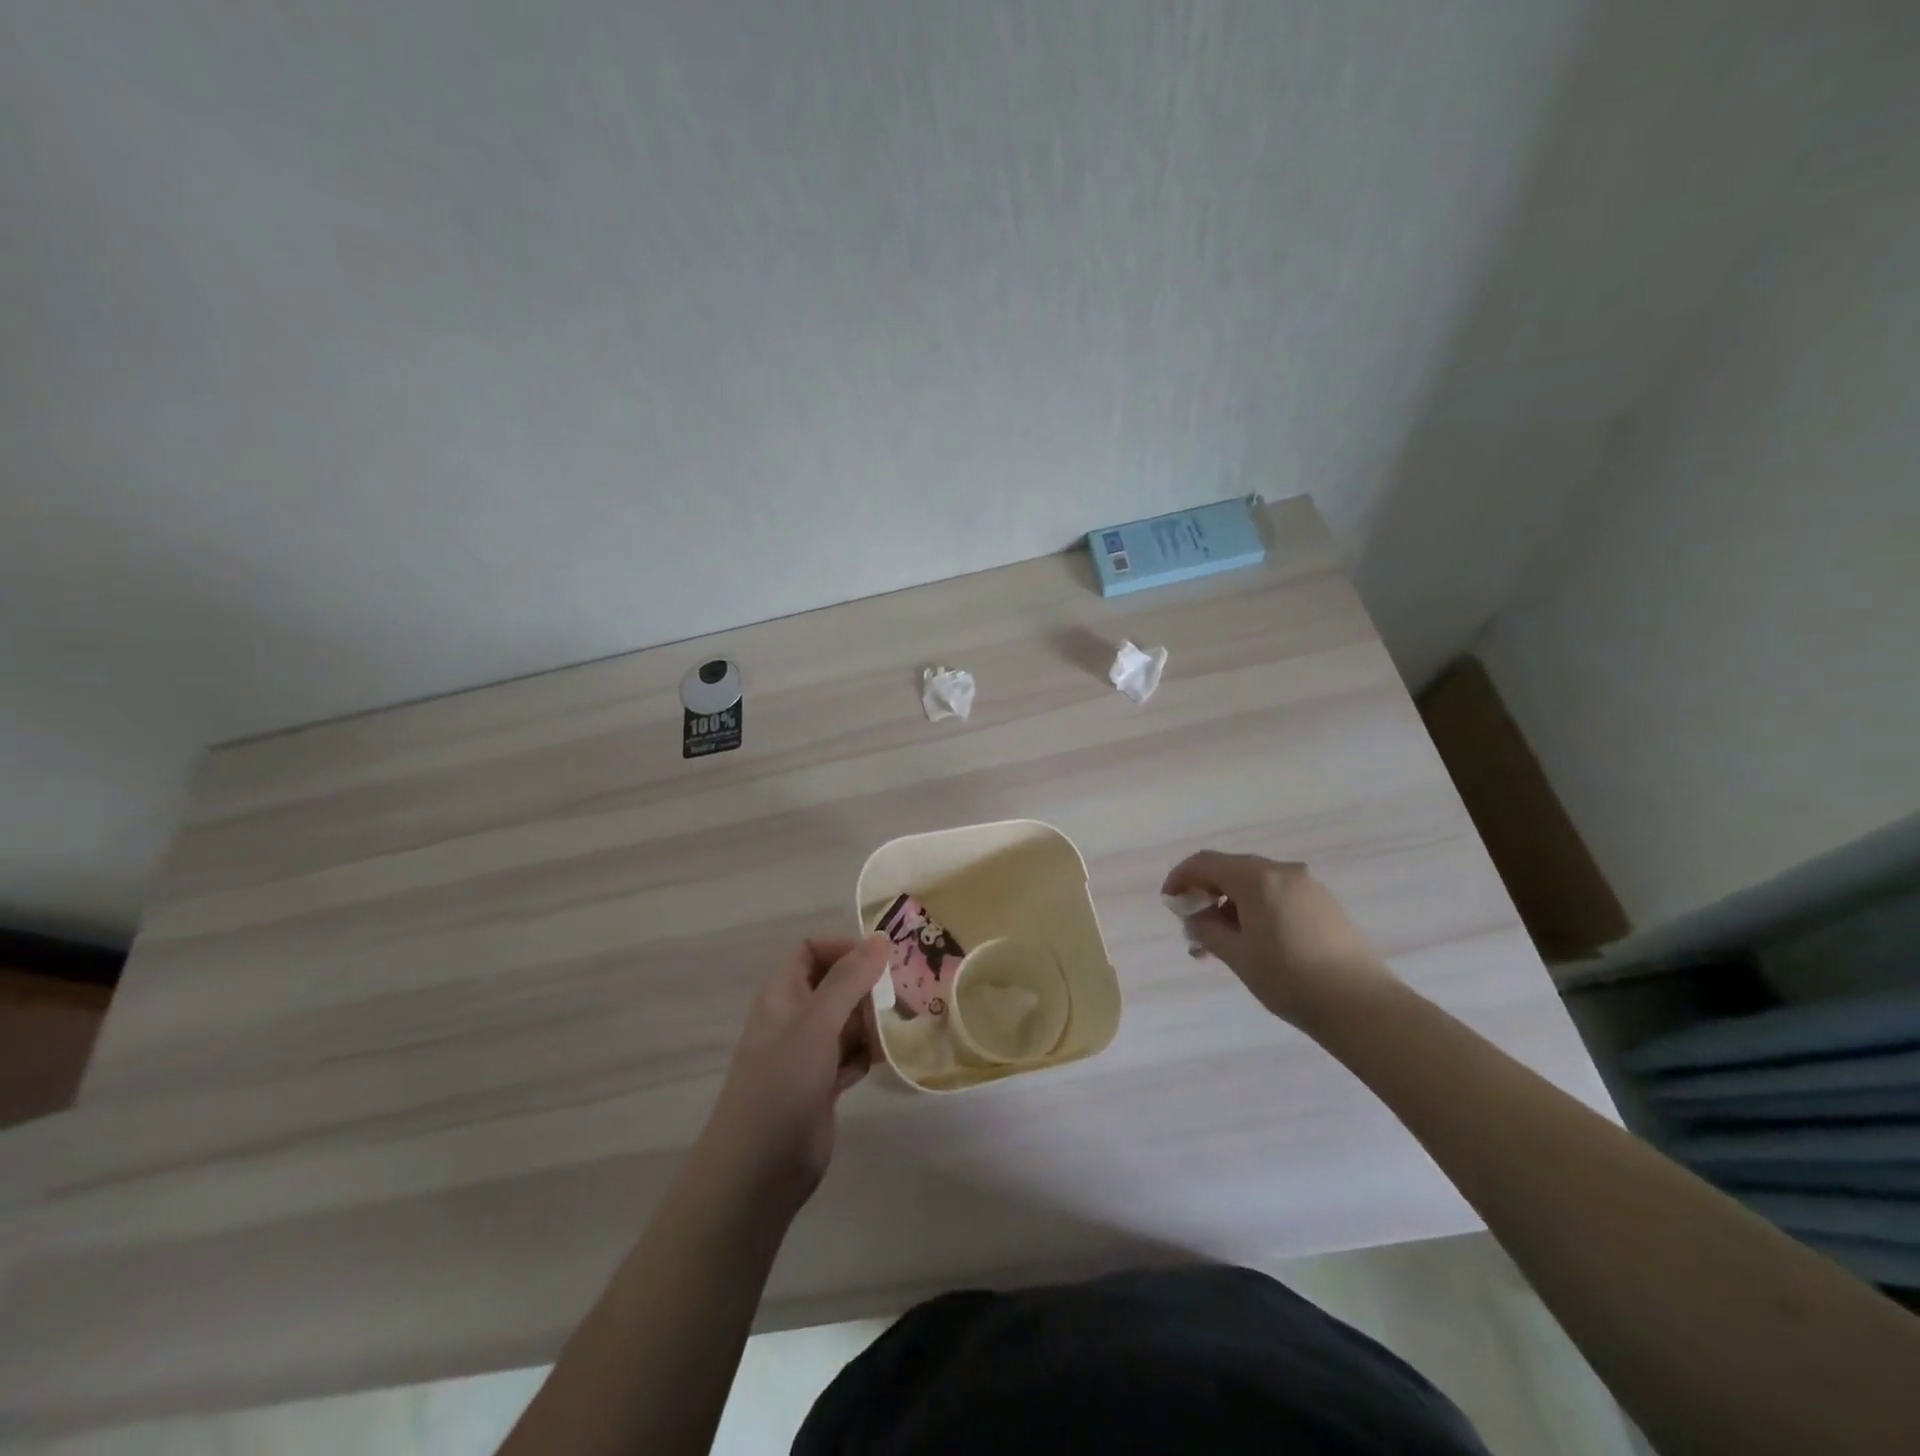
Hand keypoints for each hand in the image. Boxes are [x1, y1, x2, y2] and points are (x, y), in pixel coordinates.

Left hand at [698, 936, 887, 1212]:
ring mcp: (808, 1053)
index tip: (881, 960)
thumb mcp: (817, 1022)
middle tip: (906, 993)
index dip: (844, 948)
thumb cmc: (783, 1082)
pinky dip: (869, 1054)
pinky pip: (852, 1055)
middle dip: (868, 986)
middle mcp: (795, 1017)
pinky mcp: (823, 1084)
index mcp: (783, 994)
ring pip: (848, 1021)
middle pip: (836, 984)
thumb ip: (849, 979)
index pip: (812, 951)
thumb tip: (881, 939)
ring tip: (906, 1023)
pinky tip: (891, 1058)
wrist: (759, 1168)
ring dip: (874, 1021)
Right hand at [1161, 851, 1400, 1027]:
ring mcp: (1308, 886)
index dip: (1180, 878)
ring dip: (1231, 906)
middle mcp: (1283, 871)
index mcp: (1257, 877)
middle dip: (1206, 895)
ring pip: (1256, 884)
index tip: (1169, 903)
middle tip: (1194, 929)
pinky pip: (1278, 895)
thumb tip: (1195, 916)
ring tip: (1222, 945)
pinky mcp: (1325, 904)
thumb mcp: (1236, 955)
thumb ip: (1206, 929)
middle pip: (1231, 870)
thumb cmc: (1289, 978)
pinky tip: (1255, 942)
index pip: (1205, 863)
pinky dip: (1257, 910)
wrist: (1362, 1006)